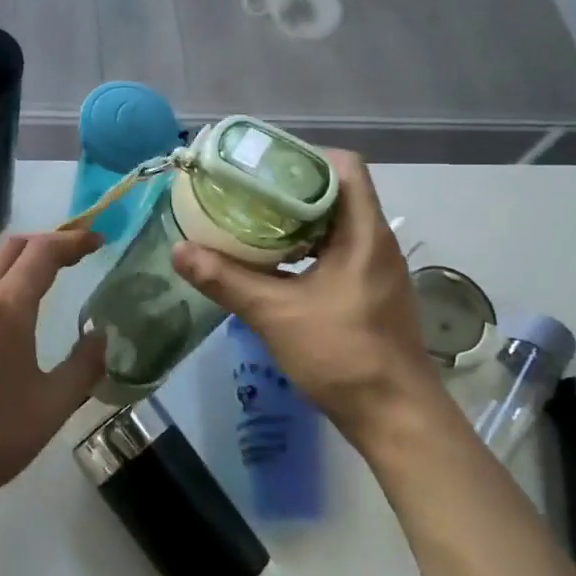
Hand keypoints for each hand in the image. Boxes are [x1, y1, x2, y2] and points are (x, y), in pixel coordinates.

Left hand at [0, 228, 105, 516]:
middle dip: (47, 243)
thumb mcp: (53, 406)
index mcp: (6, 309)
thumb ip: (84, 365)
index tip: (98, 242)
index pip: (43, 252)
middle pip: (12, 247)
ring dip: (14, 255)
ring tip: (37, 275)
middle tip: (76, 257)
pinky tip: (1, 305)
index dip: (74, 241)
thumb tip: (101, 336)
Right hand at [171, 150, 446, 450]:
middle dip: (291, 189)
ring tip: (252, 223)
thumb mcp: (275, 314)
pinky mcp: (370, 294)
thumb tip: (179, 250)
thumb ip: (226, 280)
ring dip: (297, 222)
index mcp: (363, 233)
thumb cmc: (343, 354)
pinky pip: (337, 253)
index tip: (263, 167)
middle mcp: (375, 242)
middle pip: (337, 193)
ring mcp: (376, 270)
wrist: (396, 418)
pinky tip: (273, 266)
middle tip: (246, 192)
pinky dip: (306, 250)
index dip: (305, 157)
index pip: (345, 167)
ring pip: (335, 226)